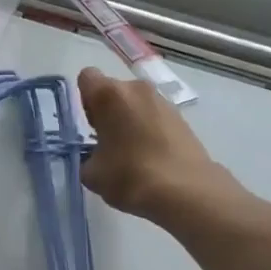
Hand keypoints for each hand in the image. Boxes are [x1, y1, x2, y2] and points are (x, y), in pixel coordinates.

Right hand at [76, 66, 222, 222]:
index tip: (91, 126)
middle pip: (113, 90)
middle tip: (108, 142)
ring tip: (132, 152)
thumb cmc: (130, 176)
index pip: (87, 77)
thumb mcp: (92, 173)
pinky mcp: (182, 117)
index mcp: (109, 95)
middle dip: (108, 111)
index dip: (84, 100)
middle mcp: (137, 89)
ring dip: (130, 120)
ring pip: (136, 103)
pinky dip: (150, 129)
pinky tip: (152, 157)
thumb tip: (95, 157)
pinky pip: (155, 116)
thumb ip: (86, 157)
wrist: (186, 191)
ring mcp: (163, 101)